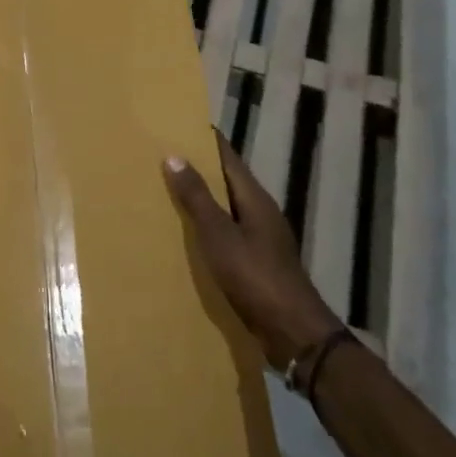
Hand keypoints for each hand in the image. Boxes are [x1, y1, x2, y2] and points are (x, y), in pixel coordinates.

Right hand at [164, 131, 341, 366]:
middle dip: (199, 168)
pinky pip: (227, 234)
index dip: (207, 140)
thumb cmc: (255, 277)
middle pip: (227, 181)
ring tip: (167, 192)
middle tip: (163, 156)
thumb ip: (197, 198)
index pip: (228, 157)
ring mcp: (261, 240)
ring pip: (227, 208)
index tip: (180, 124)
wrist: (292, 332)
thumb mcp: (219, 235)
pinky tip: (187, 236)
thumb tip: (174, 155)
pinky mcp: (257, 263)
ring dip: (202, 199)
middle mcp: (261, 213)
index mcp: (255, 199)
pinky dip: (206, 227)